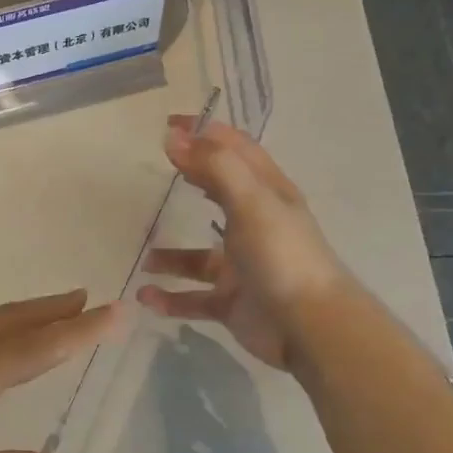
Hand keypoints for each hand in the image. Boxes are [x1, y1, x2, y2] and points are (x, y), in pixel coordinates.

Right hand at [135, 118, 346, 369]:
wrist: (308, 327)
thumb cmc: (281, 255)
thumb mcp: (251, 202)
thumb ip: (214, 166)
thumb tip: (174, 137)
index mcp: (267, 195)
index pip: (237, 151)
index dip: (207, 133)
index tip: (170, 124)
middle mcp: (255, 226)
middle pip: (218, 195)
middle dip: (189, 181)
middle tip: (152, 171)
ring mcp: (242, 267)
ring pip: (198, 257)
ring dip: (171, 256)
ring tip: (144, 256)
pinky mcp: (231, 302)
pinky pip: (193, 298)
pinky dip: (170, 297)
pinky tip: (146, 296)